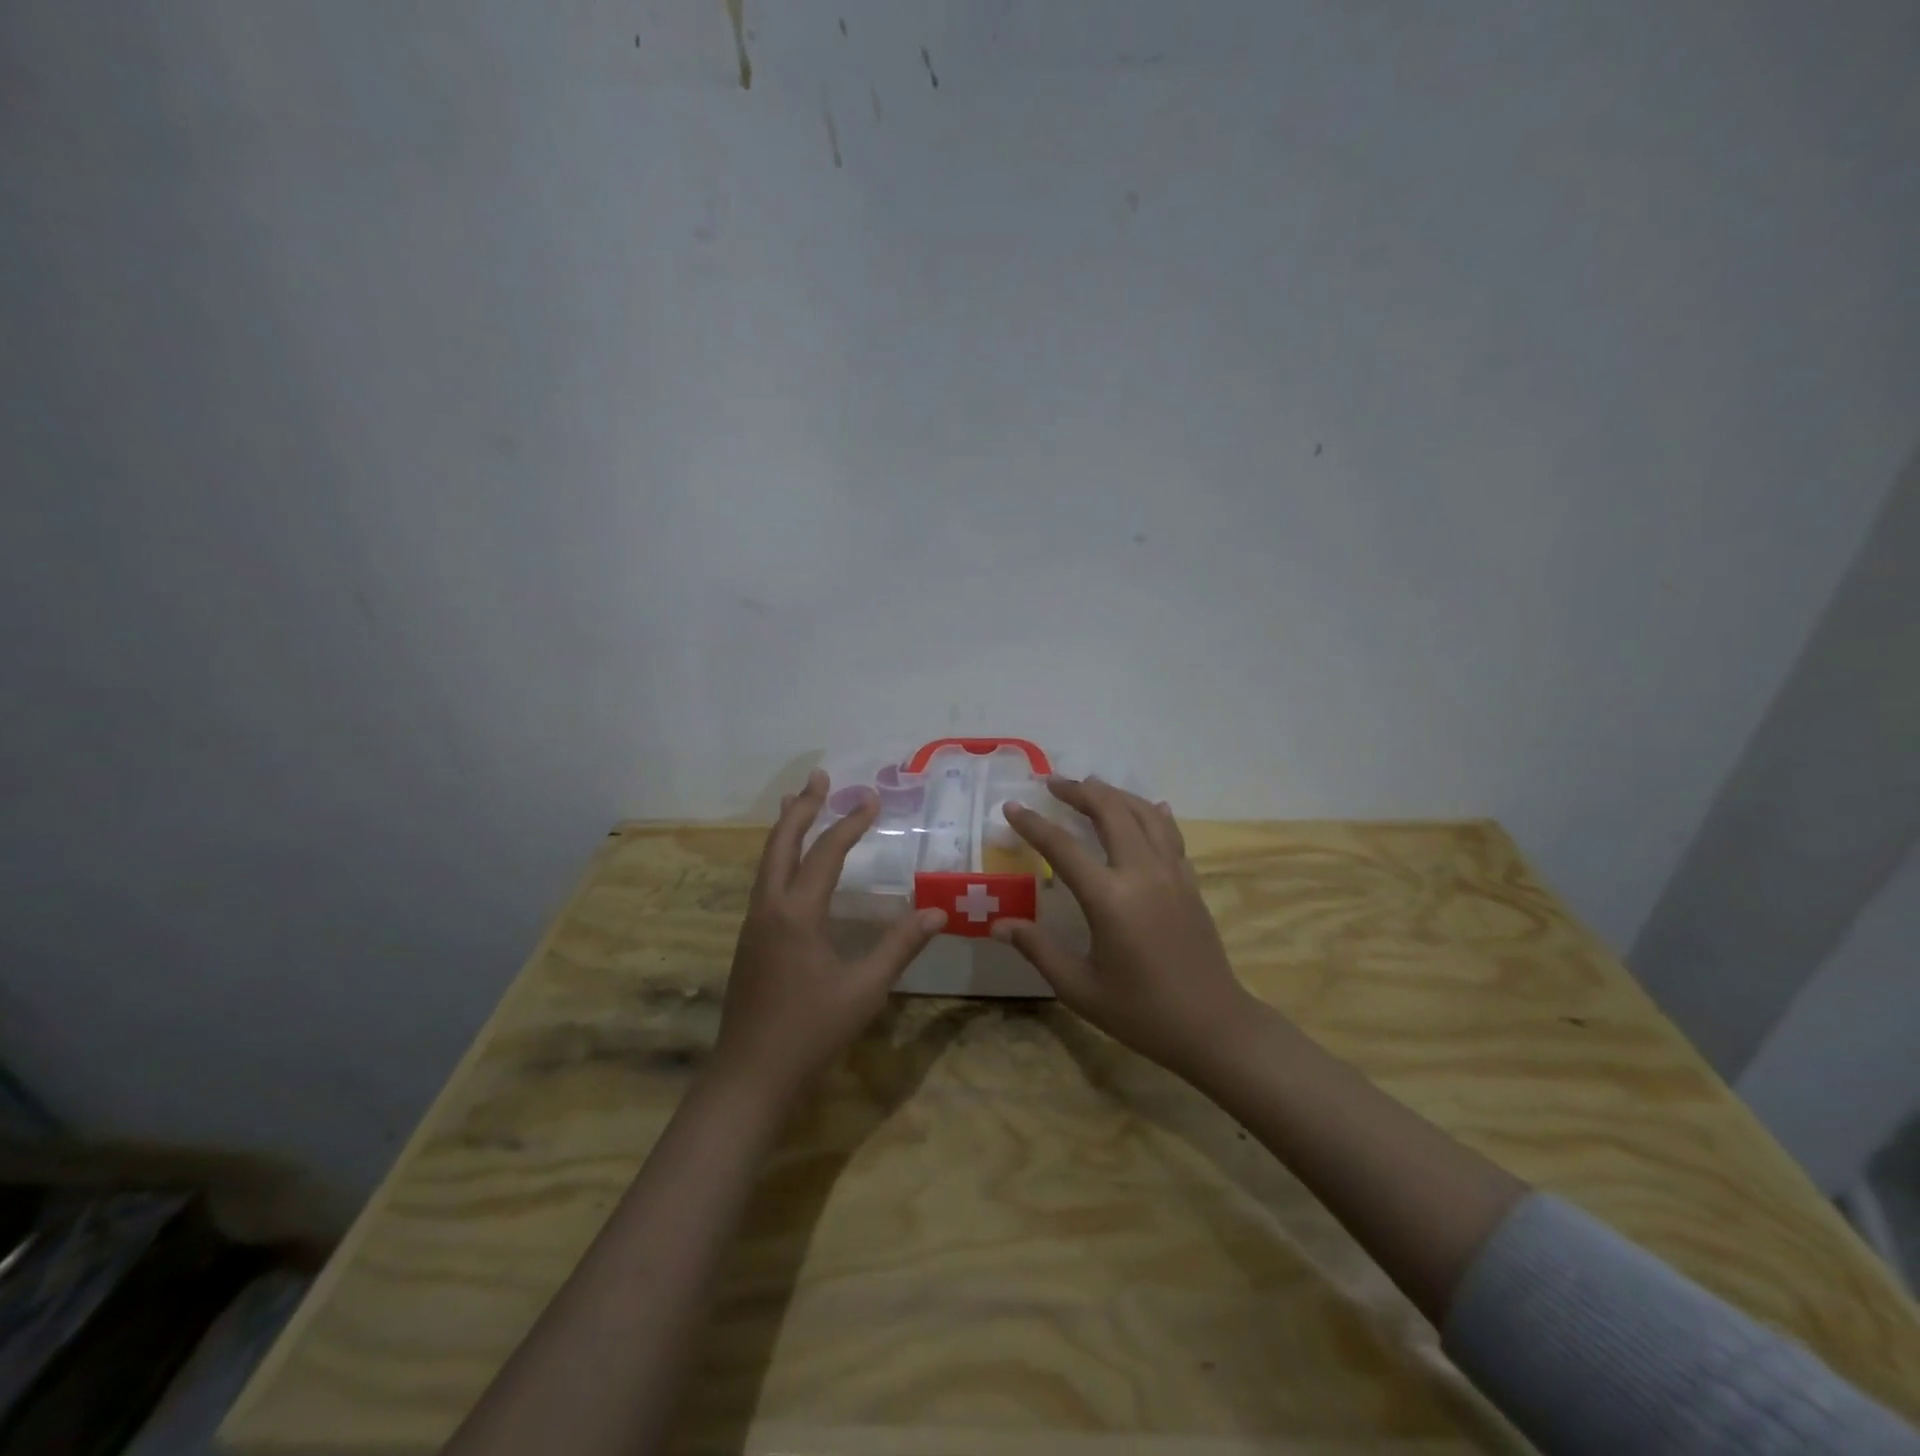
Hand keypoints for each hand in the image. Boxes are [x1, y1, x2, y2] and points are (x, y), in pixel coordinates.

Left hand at [713, 769, 946, 1098]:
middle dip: (801, 807)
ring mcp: (754, 923)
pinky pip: (765, 881)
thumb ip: (900, 946)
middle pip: (781, 843)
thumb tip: (939, 912)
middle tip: (819, 778)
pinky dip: (780, 857)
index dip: (850, 823)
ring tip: (798, 804)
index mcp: (796, 913)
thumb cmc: (811, 1031)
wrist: (750, 1075)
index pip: (826, 853)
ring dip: (786, 829)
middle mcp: (769, 907)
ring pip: (767, 861)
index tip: (872, 799)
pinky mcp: (750, 940)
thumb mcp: (864, 989)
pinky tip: (791, 865)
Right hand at [994, 779, 1258, 1079]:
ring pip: (1143, 814)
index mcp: (1109, 898)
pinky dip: (1152, 814)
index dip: (1033, 824)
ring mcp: (1171, 873)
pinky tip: (1149, 808)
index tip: (1012, 806)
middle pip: (1110, 811)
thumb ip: (1038, 949)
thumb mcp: (1079, 987)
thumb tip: (998, 925)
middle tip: (1052, 784)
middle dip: (1079, 791)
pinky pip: (1170, 833)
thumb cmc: (1140, 1012)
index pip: (1062, 847)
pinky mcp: (1190, 881)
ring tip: (1091, 787)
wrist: (1213, 1025)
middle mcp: (1142, 873)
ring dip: (1115, 795)